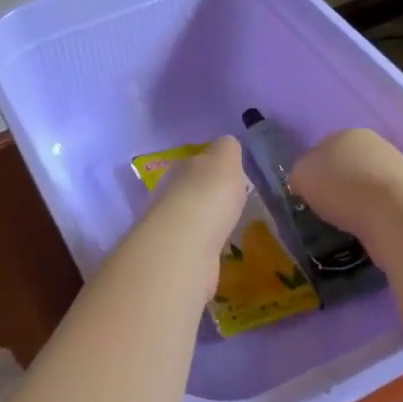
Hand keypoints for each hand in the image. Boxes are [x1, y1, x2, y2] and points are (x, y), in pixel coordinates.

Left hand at [149, 136, 248, 251]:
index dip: (214, 167)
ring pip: (191, 219)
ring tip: (226, 227)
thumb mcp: (225, 161)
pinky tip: (218, 250)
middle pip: (191, 190)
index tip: (231, 175)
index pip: (198, 162)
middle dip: (208, 195)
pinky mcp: (176, 257)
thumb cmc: (208, 196)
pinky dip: (205, 246)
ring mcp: (171, 228)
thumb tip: (227, 144)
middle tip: (231, 203)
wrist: (184, 245)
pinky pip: (194, 246)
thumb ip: (227, 150)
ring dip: (205, 222)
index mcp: (183, 168)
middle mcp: (171, 195)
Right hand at [288, 129, 402, 236]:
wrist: (395, 213)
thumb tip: (305, 182)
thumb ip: (300, 174)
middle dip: (336, 185)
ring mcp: (397, 169)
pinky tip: (365, 229)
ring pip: (365, 186)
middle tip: (324, 209)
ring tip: (344, 224)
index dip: (311, 171)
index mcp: (346, 133)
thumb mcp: (301, 175)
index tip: (306, 194)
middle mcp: (374, 145)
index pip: (321, 148)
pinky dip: (372, 216)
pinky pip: (381, 205)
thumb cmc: (342, 186)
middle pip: (346, 166)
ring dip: (355, 202)